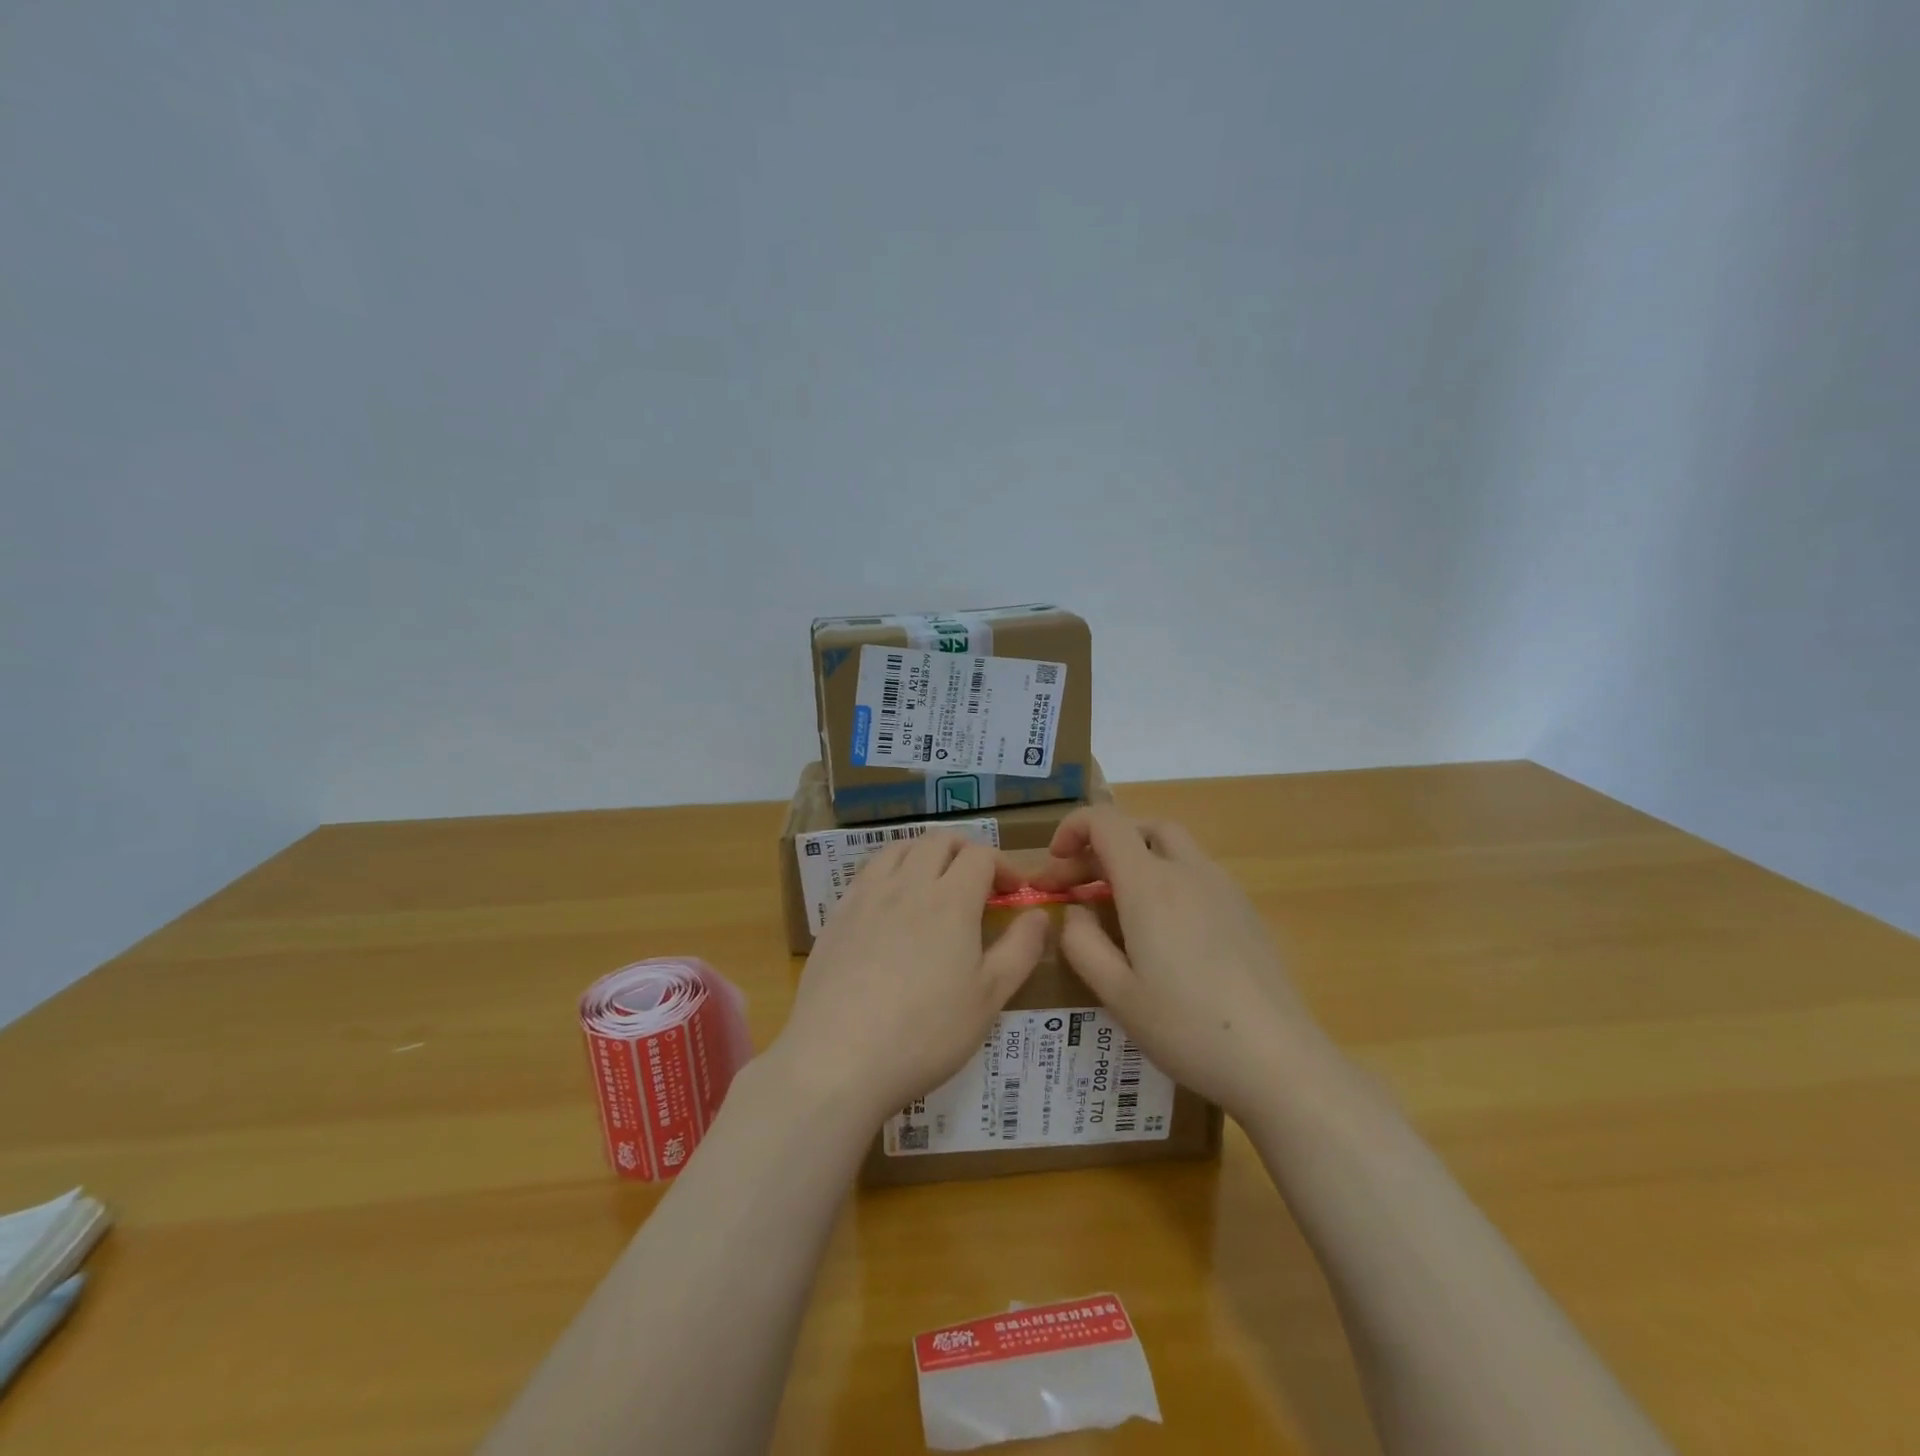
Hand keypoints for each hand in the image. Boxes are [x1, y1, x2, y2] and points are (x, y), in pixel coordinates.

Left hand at [774, 834, 1047, 1125]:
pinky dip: (890, 872)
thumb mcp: (989, 998)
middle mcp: (907, 884)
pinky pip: (868, 873)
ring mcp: (866, 897)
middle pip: (938, 841)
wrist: (837, 1058)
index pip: (980, 855)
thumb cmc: (925, 1033)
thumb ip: (1020, 949)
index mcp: (950, 900)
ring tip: (935, 884)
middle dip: (965, 850)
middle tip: (978, 881)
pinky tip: (892, 906)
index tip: (1013, 892)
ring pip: (899, 849)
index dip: (1003, 865)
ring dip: (925, 854)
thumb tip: (1039, 914)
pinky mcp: (837, 916)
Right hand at [1030, 805, 1332, 1122]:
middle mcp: (1189, 872)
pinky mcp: (1246, 913)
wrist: (1279, 1061)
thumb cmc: (1186, 1027)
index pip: (1105, 822)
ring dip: (1137, 860)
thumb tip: (1077, 911)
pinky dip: (1167, 880)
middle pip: (1142, 827)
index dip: (1073, 828)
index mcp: (1150, 884)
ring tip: (1117, 907)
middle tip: (1080, 886)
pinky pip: (1198, 875)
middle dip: (1104, 844)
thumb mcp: (1116, 993)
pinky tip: (1164, 932)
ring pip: (1174, 848)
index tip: (1055, 864)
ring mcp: (1225, 890)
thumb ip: (1082, 942)